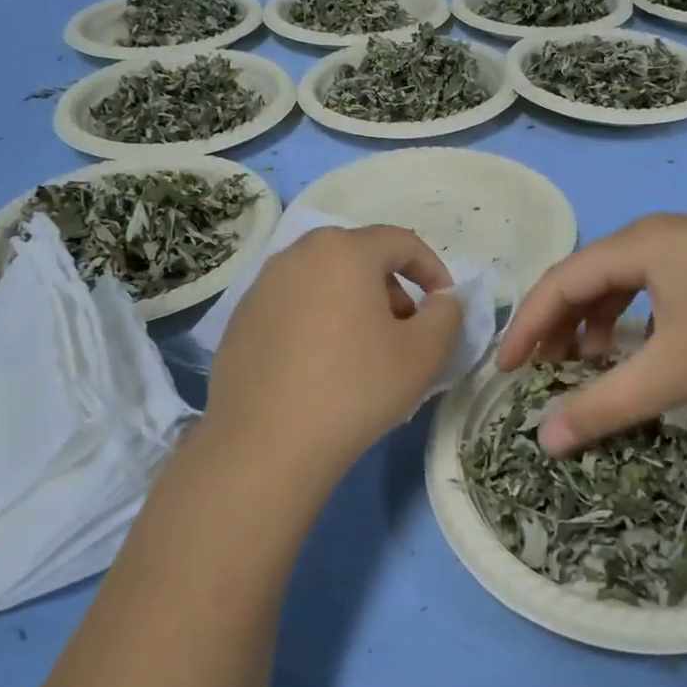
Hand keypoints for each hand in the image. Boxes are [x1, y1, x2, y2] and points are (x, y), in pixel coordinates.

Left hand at [205, 225, 462, 478]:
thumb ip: (446, 314)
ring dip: (355, 303)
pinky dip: (319, 320)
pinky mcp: (241, 319)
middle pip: (359, 256)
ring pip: (324, 280)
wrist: (266, 444)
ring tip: (365, 349)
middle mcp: (297, 255)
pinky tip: (322, 366)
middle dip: (392, 286)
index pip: (402, 242)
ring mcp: (262, 286)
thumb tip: (441, 299)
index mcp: (344, 251)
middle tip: (405, 328)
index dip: (433, 270)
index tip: (444, 305)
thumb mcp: (424, 353)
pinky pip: (294, 305)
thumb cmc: (356, 388)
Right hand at [498, 215, 686, 453]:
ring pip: (622, 281)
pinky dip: (633, 317)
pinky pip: (654, 284)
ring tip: (591, 364)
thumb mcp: (673, 373)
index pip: (559, 282)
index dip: (526, 326)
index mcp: (638, 244)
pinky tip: (643, 347)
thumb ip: (604, 406)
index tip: (506, 370)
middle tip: (546, 371)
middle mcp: (658, 233)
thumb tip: (545, 440)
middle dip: (560, 326)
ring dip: (596, 322)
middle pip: (587, 277)